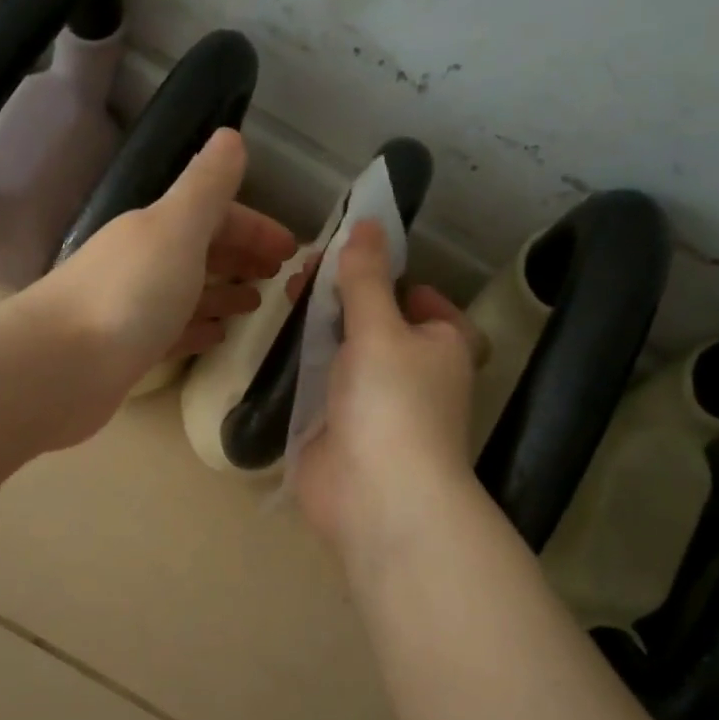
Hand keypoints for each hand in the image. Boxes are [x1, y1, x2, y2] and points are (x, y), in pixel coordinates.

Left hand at [34, 128, 297, 413]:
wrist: (61, 367)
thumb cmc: (129, 293)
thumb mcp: (176, 228)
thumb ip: (207, 186)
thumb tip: (231, 137)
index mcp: (155, 228)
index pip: (214, 214)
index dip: (255, 226)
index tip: (292, 250)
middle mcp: (142, 261)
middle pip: (201, 250)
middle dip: (241, 256)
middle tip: (280, 277)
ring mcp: (133, 307)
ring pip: (188, 291)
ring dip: (223, 292)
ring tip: (256, 305)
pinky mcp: (128, 350)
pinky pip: (173, 331)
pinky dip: (198, 328)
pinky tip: (218, 336)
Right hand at [292, 221, 480, 561]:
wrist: (376, 496)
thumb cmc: (393, 402)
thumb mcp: (381, 328)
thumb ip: (366, 278)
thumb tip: (368, 223)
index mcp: (443, 346)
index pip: (426, 304)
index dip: (396, 280)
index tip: (355, 261)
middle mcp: (414, 375)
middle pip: (377, 326)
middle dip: (344, 300)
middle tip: (303, 276)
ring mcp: (373, 405)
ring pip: (345, 356)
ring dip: (319, 331)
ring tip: (284, 298)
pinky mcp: (338, 430)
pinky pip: (321, 388)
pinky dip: (303, 369)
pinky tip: (276, 346)